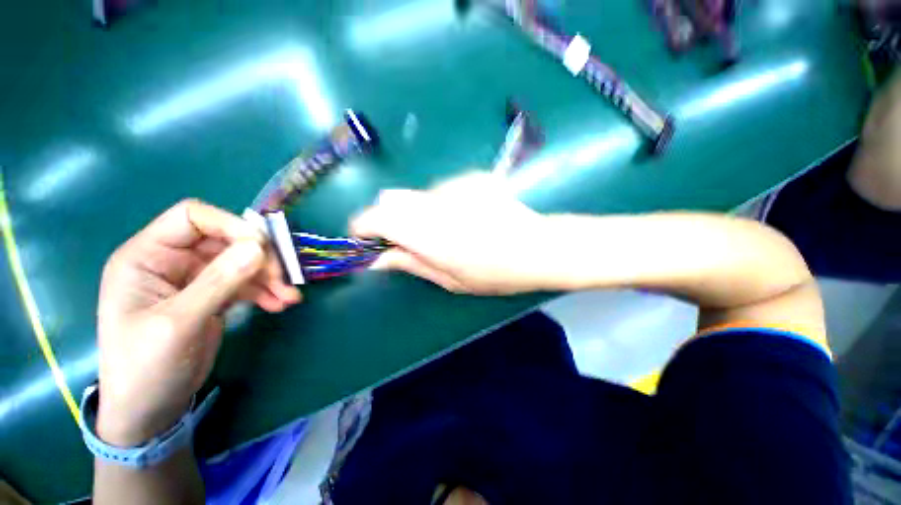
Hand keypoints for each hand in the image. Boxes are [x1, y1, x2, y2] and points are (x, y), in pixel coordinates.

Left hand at [96, 200, 301, 445]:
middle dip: (259, 258)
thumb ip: (217, 282)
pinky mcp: (213, 296)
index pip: (193, 218)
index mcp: (147, 257)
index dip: (230, 225)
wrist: (150, 409)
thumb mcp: (178, 323)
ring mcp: (195, 279)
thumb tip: (258, 247)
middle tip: (283, 279)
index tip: (262, 248)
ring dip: (269, 277)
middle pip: (227, 240)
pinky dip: (266, 291)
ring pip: (242, 262)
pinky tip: (280, 304)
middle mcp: (171, 261)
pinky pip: (247, 283)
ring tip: (289, 297)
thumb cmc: (145, 367)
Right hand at [351, 172, 549, 294]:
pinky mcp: (470, 177)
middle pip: (391, 200)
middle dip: (391, 220)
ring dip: (420, 212)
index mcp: (422, 230)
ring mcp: (452, 184)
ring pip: (418, 195)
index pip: (373, 217)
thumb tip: (377, 260)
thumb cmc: (494, 272)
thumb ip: (410, 263)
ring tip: (448, 230)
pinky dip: (444, 203)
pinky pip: (443, 190)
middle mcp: (431, 200)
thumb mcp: (448, 279)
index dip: (363, 228)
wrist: (538, 247)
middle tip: (410, 240)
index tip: (367, 241)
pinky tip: (468, 217)